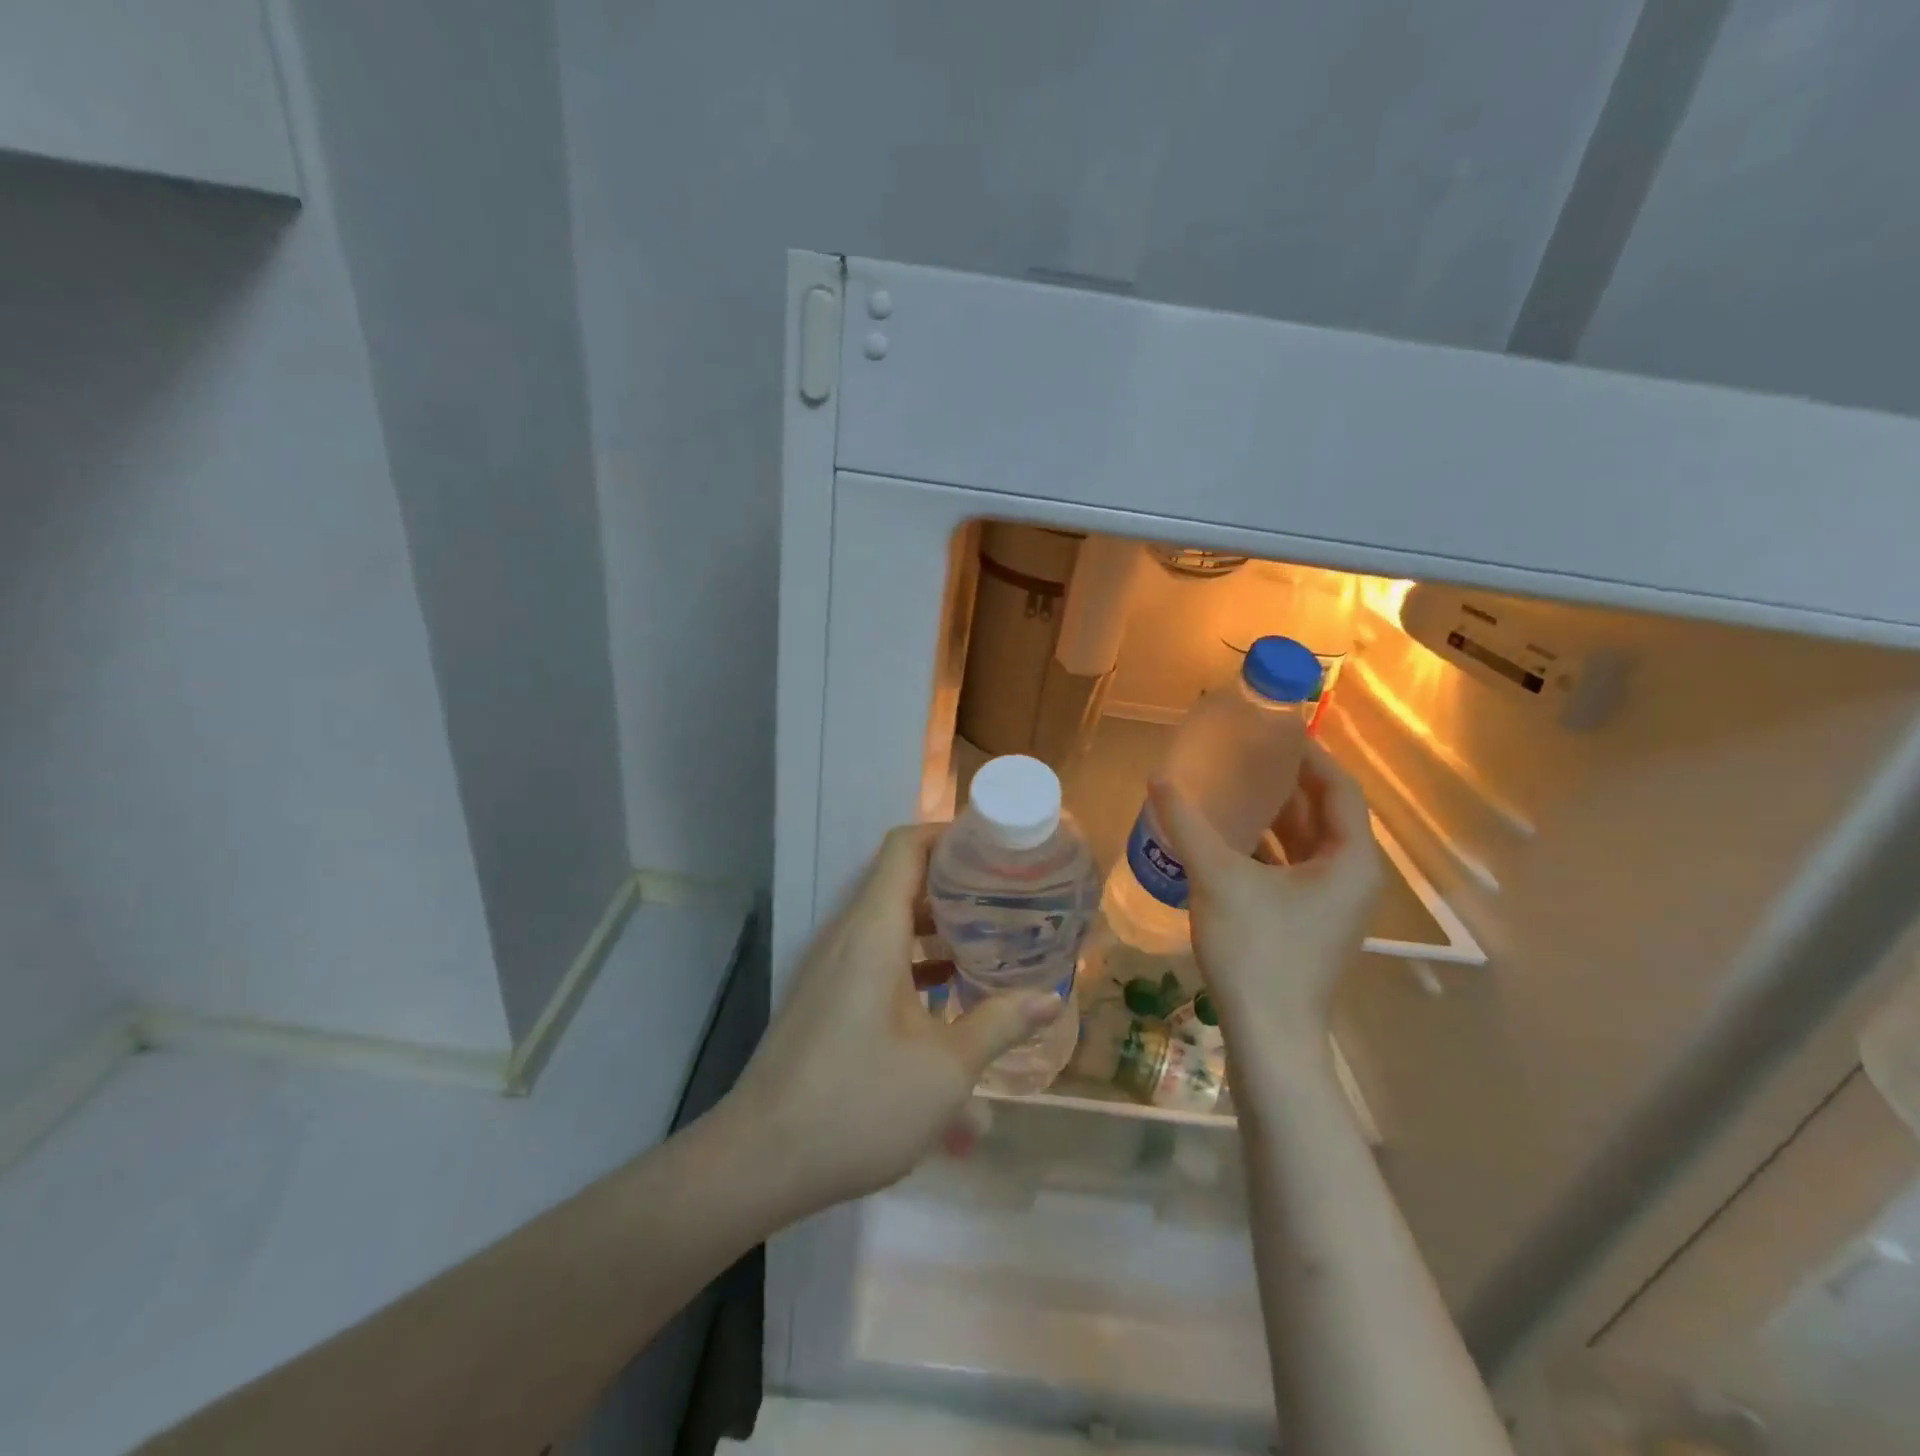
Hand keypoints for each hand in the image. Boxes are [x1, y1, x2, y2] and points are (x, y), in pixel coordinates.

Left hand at [727, 824, 1061, 1210]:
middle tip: (1008, 896)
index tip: (995, 847)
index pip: (906, 847)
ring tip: (990, 940)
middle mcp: (848, 937)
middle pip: (902, 881)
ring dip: (937, 927)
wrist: (759, 1160)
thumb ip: (998, 1025)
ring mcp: (832, 968)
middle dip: (955, 884)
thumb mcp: (945, 1070)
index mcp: (873, 931)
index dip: (949, 835)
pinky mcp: (826, 998)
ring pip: (890, 923)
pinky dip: (914, 961)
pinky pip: (876, 957)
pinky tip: (950, 994)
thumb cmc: (858, 1103)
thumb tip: (1049, 1000)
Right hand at [1148, 740, 1381, 1061]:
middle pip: (1325, 815)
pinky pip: (1295, 871)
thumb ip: (1188, 825)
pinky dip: (1269, 850)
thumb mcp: (1217, 879)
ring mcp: (1333, 906)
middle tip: (1247, 754)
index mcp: (1350, 861)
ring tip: (1234, 788)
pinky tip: (1229, 840)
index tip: (1275, 731)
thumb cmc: (1256, 951)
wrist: (1270, 1037)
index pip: (1340, 789)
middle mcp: (1353, 879)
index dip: (1311, 756)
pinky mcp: (1311, 925)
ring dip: (1276, 817)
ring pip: (1309, 846)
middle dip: (1288, 784)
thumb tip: (1158, 779)